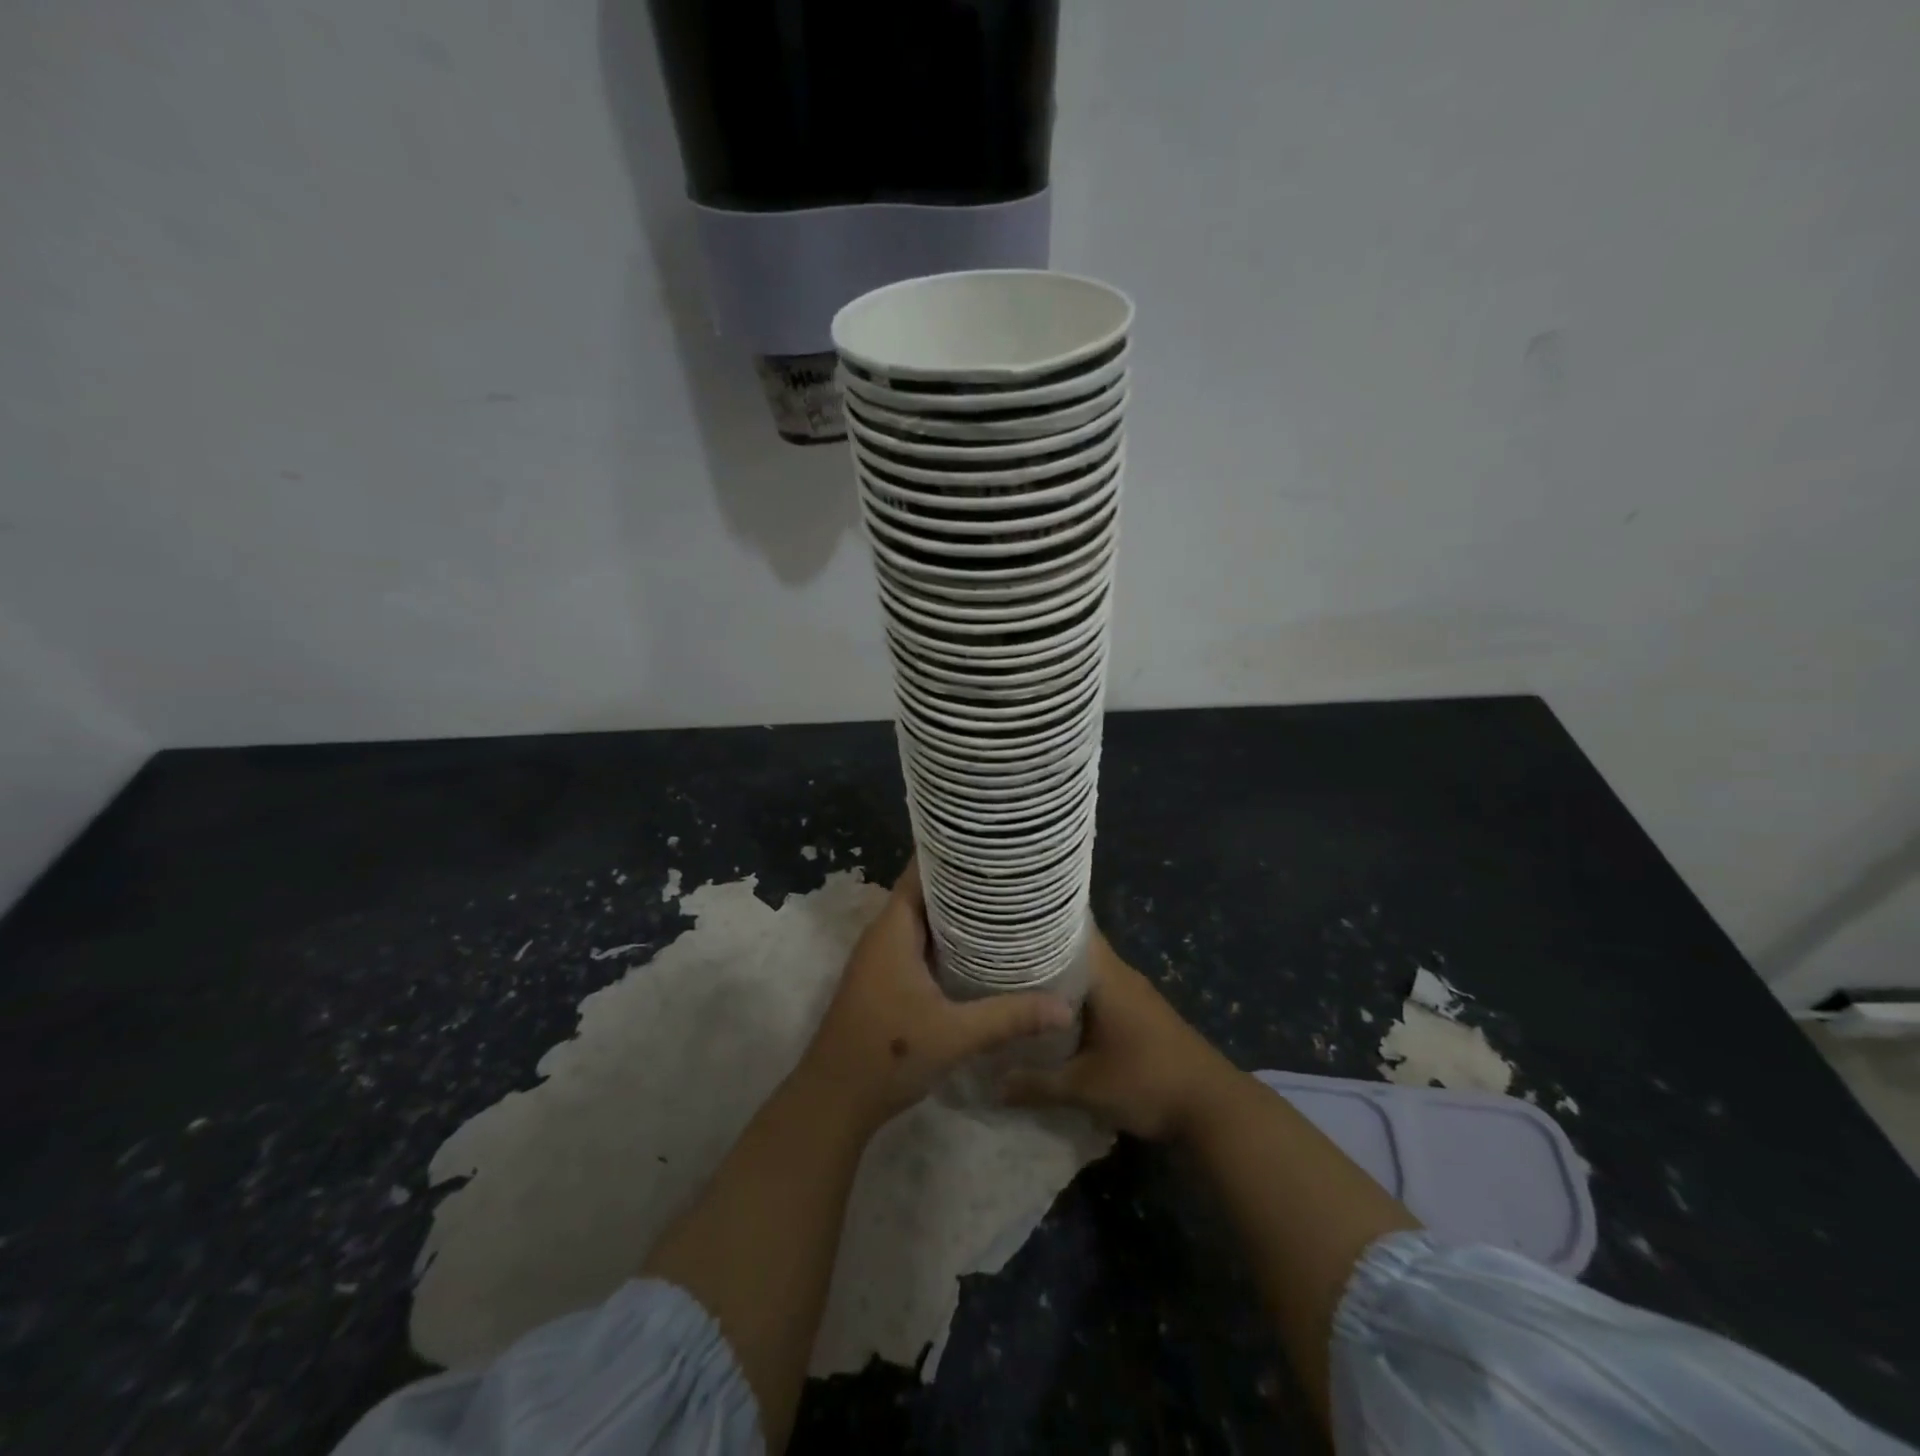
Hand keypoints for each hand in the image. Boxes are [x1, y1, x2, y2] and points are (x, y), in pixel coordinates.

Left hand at [797, 859, 1075, 1134]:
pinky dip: (948, 942)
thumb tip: (1065, 1009)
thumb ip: (1009, 1017)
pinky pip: (920, 946)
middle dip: (966, 885)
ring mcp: (883, 960)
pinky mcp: (886, 982)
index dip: (953, 854)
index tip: (992, 845)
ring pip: (924, 922)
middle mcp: (885, 936)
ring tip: (1005, 906)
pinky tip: (981, 952)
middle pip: (926, 894)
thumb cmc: (887, 1054)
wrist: (834, 1101)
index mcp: (893, 930)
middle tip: (1012, 876)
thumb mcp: (954, 1035)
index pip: (921, 872)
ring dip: (958, 915)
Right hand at [1002, 930, 1234, 1140]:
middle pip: (1073, 952)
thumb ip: (1036, 1084)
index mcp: (1107, 975)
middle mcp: (1120, 975)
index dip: (1037, 924)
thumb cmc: (1148, 1082)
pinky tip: (1050, 1017)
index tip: (1002, 924)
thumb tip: (992, 1085)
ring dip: (1056, 981)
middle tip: (994, 959)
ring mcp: (1133, 995)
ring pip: (1086, 976)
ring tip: (1013, 986)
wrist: (1214, 1108)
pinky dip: (1074, 1000)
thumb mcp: (1085, 1088)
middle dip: (1038, 956)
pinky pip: (1098, 994)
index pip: (1070, 929)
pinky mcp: (1140, 1015)